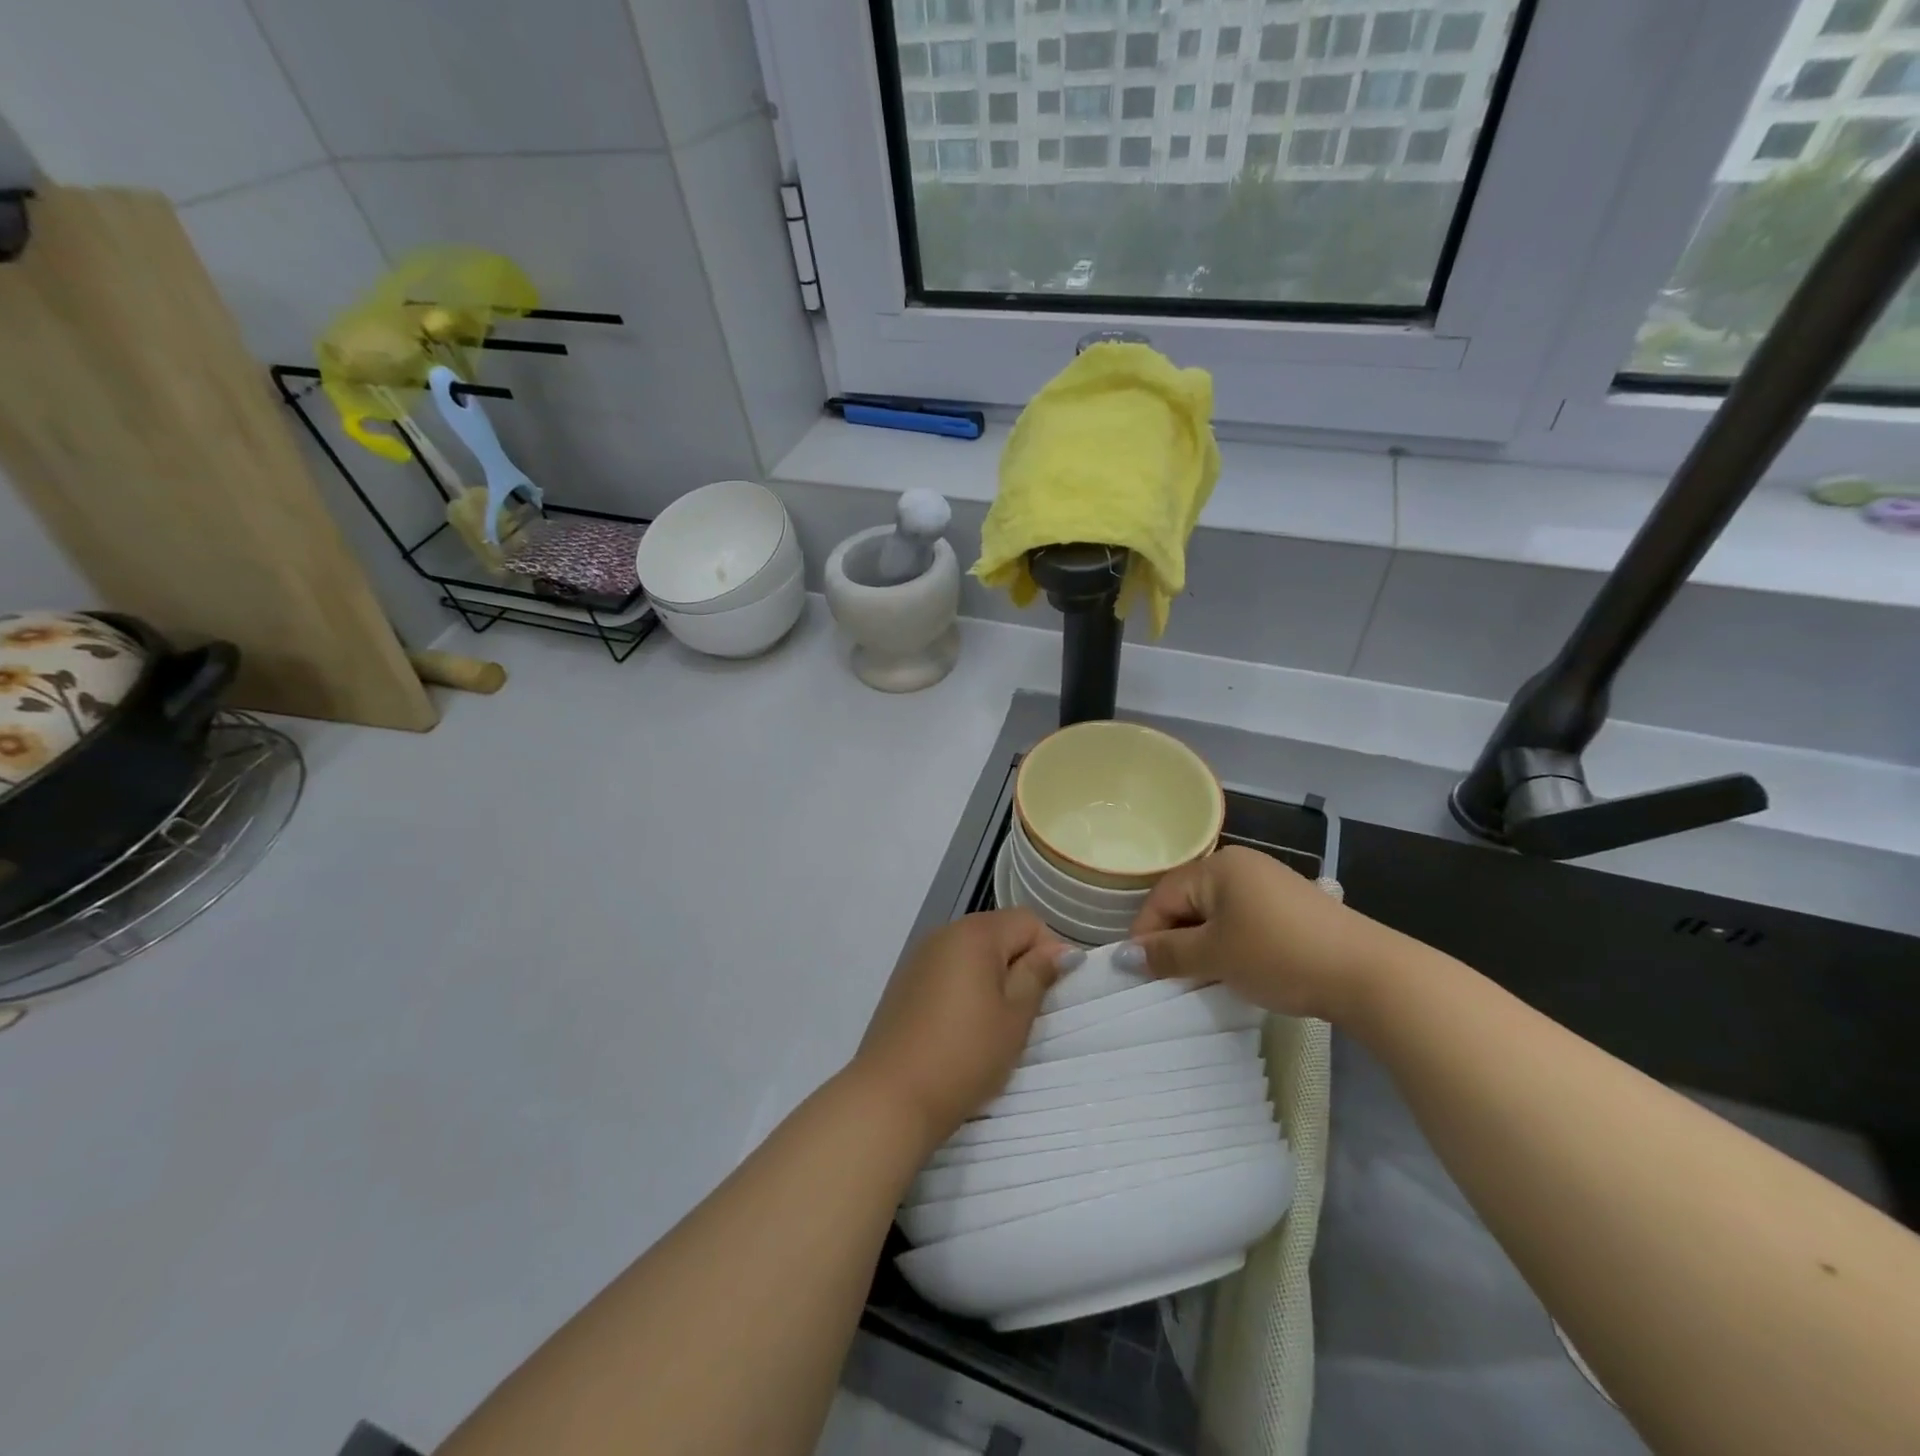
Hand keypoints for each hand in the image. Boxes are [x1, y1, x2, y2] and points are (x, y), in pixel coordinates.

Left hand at [850, 910, 1079, 1148]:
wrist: (891, 1096)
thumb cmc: (965, 1055)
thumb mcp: (1014, 1017)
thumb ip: (1038, 975)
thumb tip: (1063, 949)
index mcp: (975, 934)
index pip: (1028, 921)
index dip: (1048, 952)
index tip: (1050, 995)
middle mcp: (945, 933)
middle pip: (999, 932)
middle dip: (1019, 964)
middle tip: (1024, 1014)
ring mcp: (920, 956)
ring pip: (973, 953)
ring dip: (992, 977)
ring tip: (993, 1024)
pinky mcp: (905, 981)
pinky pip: (948, 970)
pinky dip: (964, 987)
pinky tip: (961, 1027)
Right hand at [1126, 845, 1384, 1022]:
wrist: (1367, 974)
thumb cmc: (1278, 955)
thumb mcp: (1214, 956)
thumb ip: (1166, 953)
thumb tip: (1124, 956)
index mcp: (1218, 866)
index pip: (1163, 895)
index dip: (1146, 933)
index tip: (1139, 971)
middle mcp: (1242, 866)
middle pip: (1189, 901)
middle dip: (1175, 940)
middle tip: (1170, 979)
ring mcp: (1271, 884)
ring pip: (1216, 914)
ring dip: (1203, 946)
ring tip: (1203, 979)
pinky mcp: (1292, 907)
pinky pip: (1244, 921)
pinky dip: (1231, 945)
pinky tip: (1237, 971)